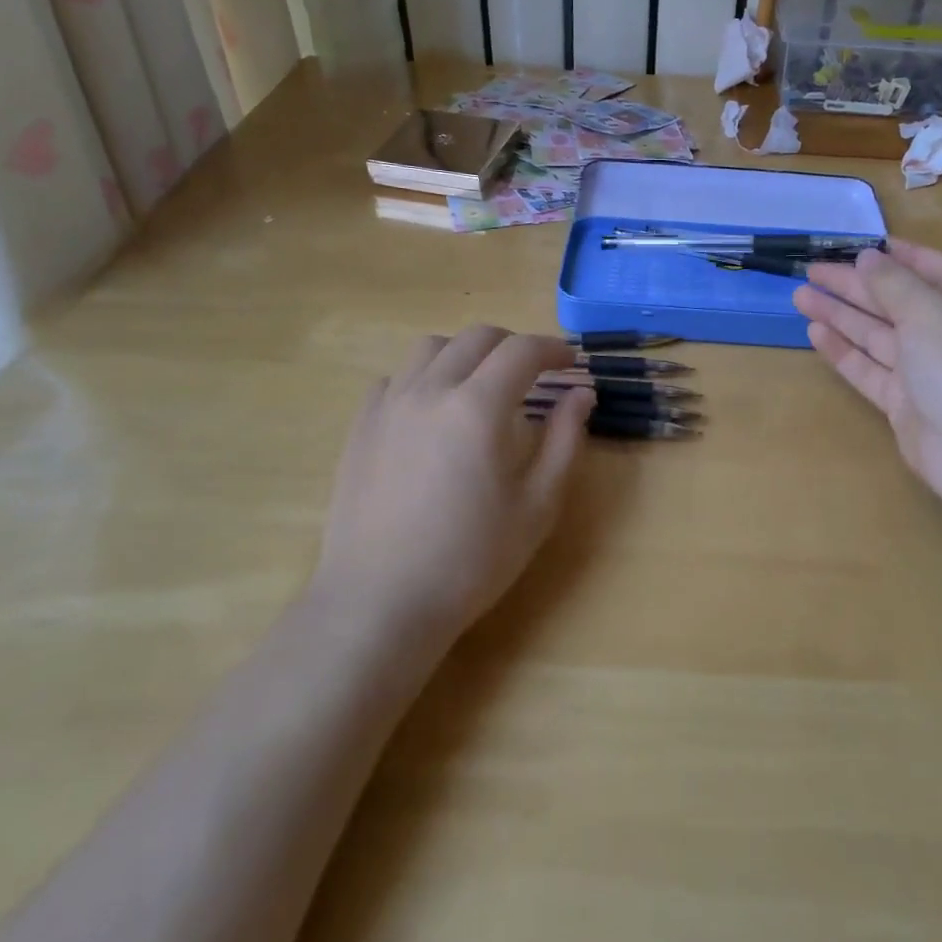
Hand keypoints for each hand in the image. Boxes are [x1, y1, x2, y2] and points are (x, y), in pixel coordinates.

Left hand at [318, 327, 593, 637]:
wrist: (380, 603)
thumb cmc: (470, 560)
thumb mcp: (537, 506)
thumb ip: (564, 441)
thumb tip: (581, 393)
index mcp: (478, 407)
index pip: (522, 351)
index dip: (554, 350)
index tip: (572, 364)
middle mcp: (430, 390)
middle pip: (477, 338)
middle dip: (514, 345)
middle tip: (535, 374)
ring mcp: (388, 405)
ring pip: (431, 348)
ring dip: (466, 353)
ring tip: (481, 384)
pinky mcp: (360, 426)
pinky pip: (395, 378)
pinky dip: (424, 377)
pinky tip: (432, 411)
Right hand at [792, 240, 941, 515]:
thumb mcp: (929, 309)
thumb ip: (893, 282)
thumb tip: (867, 257)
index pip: (931, 269)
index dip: (896, 256)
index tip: (858, 245)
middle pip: (894, 302)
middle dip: (853, 285)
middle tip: (811, 271)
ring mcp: (925, 371)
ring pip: (876, 335)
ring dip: (840, 315)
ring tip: (800, 297)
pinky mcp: (903, 403)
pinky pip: (869, 369)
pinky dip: (843, 350)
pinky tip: (815, 333)